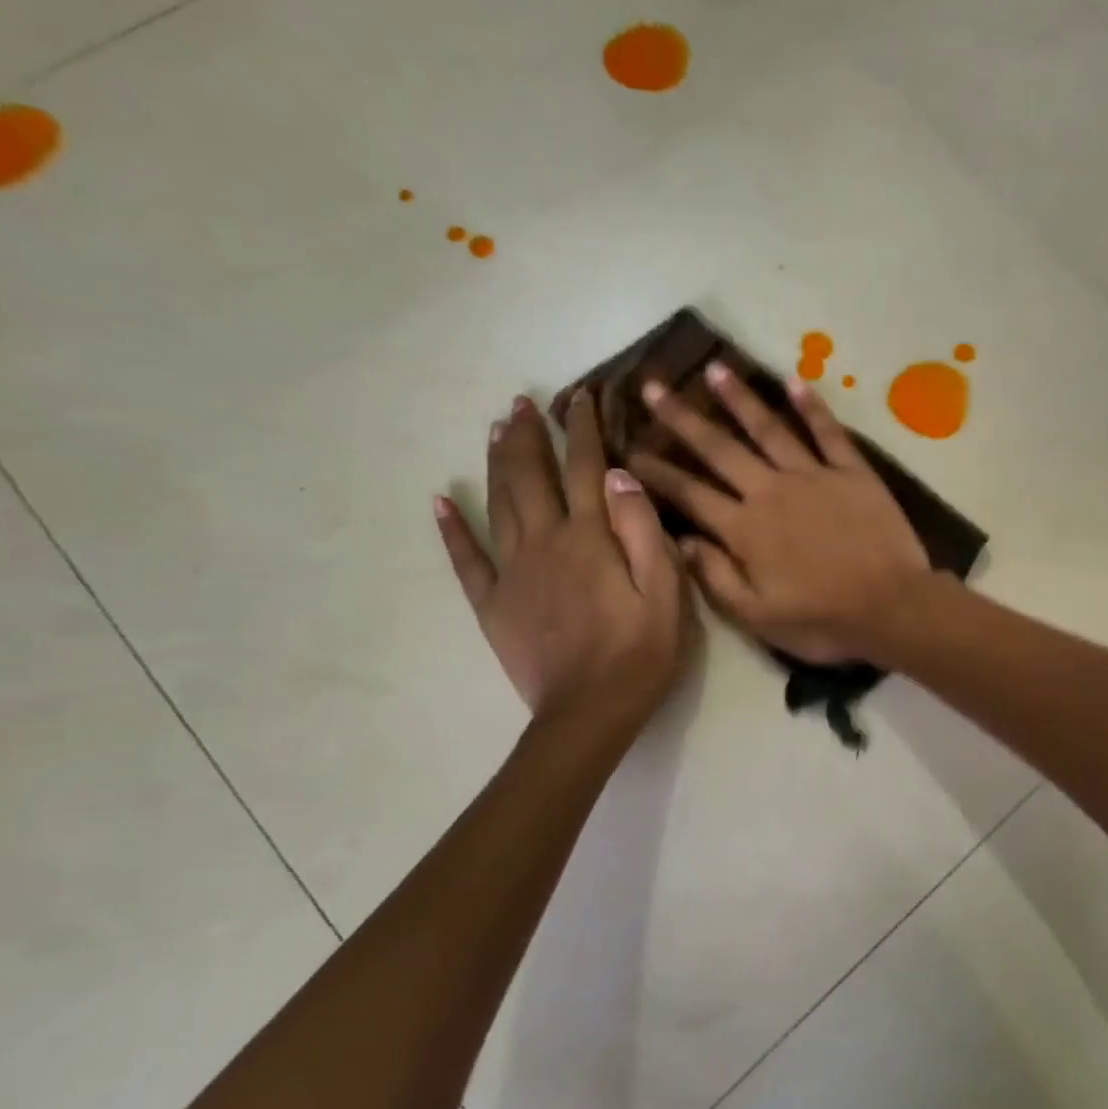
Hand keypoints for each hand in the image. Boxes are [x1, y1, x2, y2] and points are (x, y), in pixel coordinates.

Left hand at [435, 393, 690, 724]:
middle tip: (523, 402)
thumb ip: (644, 531)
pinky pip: (466, 558)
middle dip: (530, 435)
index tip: (581, 396)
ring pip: (499, 503)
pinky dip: (452, 528)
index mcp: (590, 538)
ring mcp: (512, 572)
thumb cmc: (640, 653)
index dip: (583, 429)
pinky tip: (441, 501)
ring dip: (498, 462)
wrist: (589, 712)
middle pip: (532, 476)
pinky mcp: (493, 603)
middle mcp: (545, 543)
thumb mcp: (666, 593)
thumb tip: (620, 476)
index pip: (585, 468)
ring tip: (496, 430)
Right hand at [627, 364, 930, 664]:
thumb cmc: (823, 621)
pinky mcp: (852, 472)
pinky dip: (812, 406)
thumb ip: (715, 576)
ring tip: (714, 368)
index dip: (657, 472)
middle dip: (683, 418)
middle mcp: (771, 491)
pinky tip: (794, 381)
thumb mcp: (757, 616)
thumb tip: (680, 540)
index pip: (689, 493)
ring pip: (768, 429)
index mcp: (745, 528)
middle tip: (653, 387)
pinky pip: (828, 433)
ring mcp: (814, 476)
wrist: (892, 607)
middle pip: (720, 449)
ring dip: (739, 398)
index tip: (629, 450)